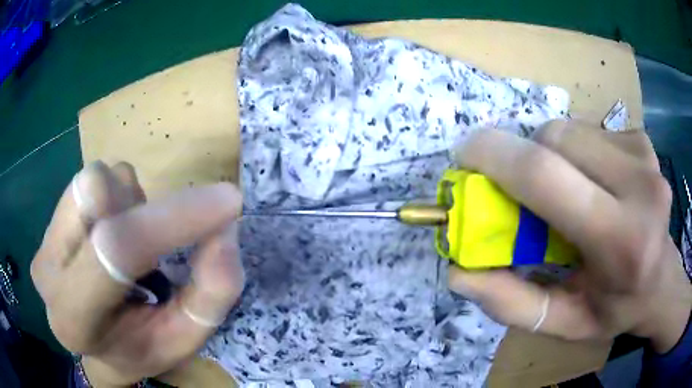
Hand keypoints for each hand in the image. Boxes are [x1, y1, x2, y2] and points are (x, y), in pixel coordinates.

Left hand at [31, 161, 244, 386]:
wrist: (96, 343)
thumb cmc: (138, 348)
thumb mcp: (183, 340)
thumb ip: (209, 295)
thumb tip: (226, 231)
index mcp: (75, 319)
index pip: (116, 250)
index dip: (172, 218)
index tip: (228, 202)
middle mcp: (47, 271)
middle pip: (95, 192)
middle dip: (141, 207)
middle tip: (157, 247)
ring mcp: (44, 240)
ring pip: (93, 179)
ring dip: (127, 203)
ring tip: (132, 245)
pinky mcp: (49, 220)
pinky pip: (89, 180)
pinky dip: (115, 197)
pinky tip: (114, 232)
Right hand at [448, 121, 691, 351]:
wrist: (662, 282)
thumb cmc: (615, 309)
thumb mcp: (563, 324)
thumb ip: (513, 304)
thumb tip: (460, 272)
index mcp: (621, 242)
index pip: (547, 176)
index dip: (496, 156)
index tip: (465, 156)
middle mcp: (640, 187)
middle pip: (556, 139)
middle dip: (525, 157)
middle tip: (524, 192)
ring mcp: (645, 157)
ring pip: (570, 129)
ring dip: (551, 155)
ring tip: (566, 191)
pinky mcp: (643, 141)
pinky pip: (590, 130)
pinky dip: (577, 151)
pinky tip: (592, 181)